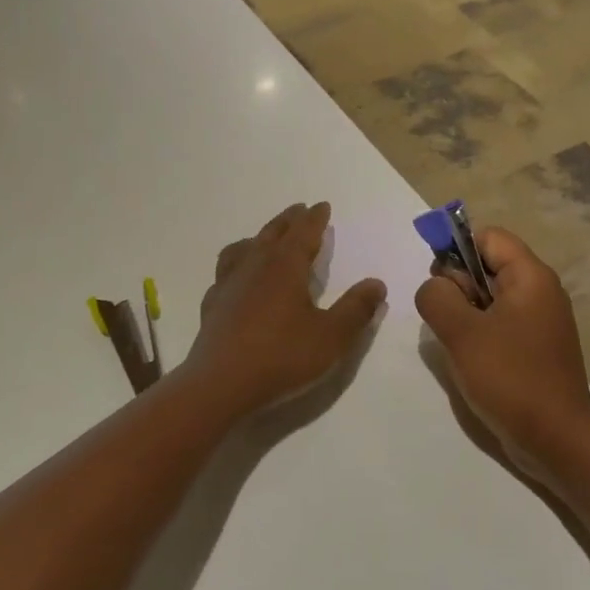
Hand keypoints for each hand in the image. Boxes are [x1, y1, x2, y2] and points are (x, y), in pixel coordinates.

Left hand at [184, 202, 386, 412]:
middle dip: (289, 220)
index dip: (315, 218)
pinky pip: (225, 272)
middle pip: (273, 233)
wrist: (220, 384)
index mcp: (285, 265)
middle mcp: (255, 265)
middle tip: (298, 210)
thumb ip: (356, 309)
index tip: (322, 206)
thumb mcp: (331, 337)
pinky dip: (236, 265)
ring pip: (244, 247)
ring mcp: (229, 283)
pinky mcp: (213, 304)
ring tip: (265, 238)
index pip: (304, 231)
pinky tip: (237, 279)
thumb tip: (377, 283)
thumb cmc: (281, 357)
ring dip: (260, 237)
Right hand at [415, 228, 589, 477]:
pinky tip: (473, 363)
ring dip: (466, 315)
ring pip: (490, 298)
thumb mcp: (462, 332)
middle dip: (459, 288)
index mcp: (531, 277)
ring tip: (460, 346)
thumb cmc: (511, 379)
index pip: (488, 236)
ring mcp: (541, 321)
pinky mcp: (537, 347)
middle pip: (487, 266)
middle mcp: (541, 291)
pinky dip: (481, 335)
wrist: (558, 440)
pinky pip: (500, 324)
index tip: (442, 286)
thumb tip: (435, 287)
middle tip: (451, 323)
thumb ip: (437, 297)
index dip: (458, 251)